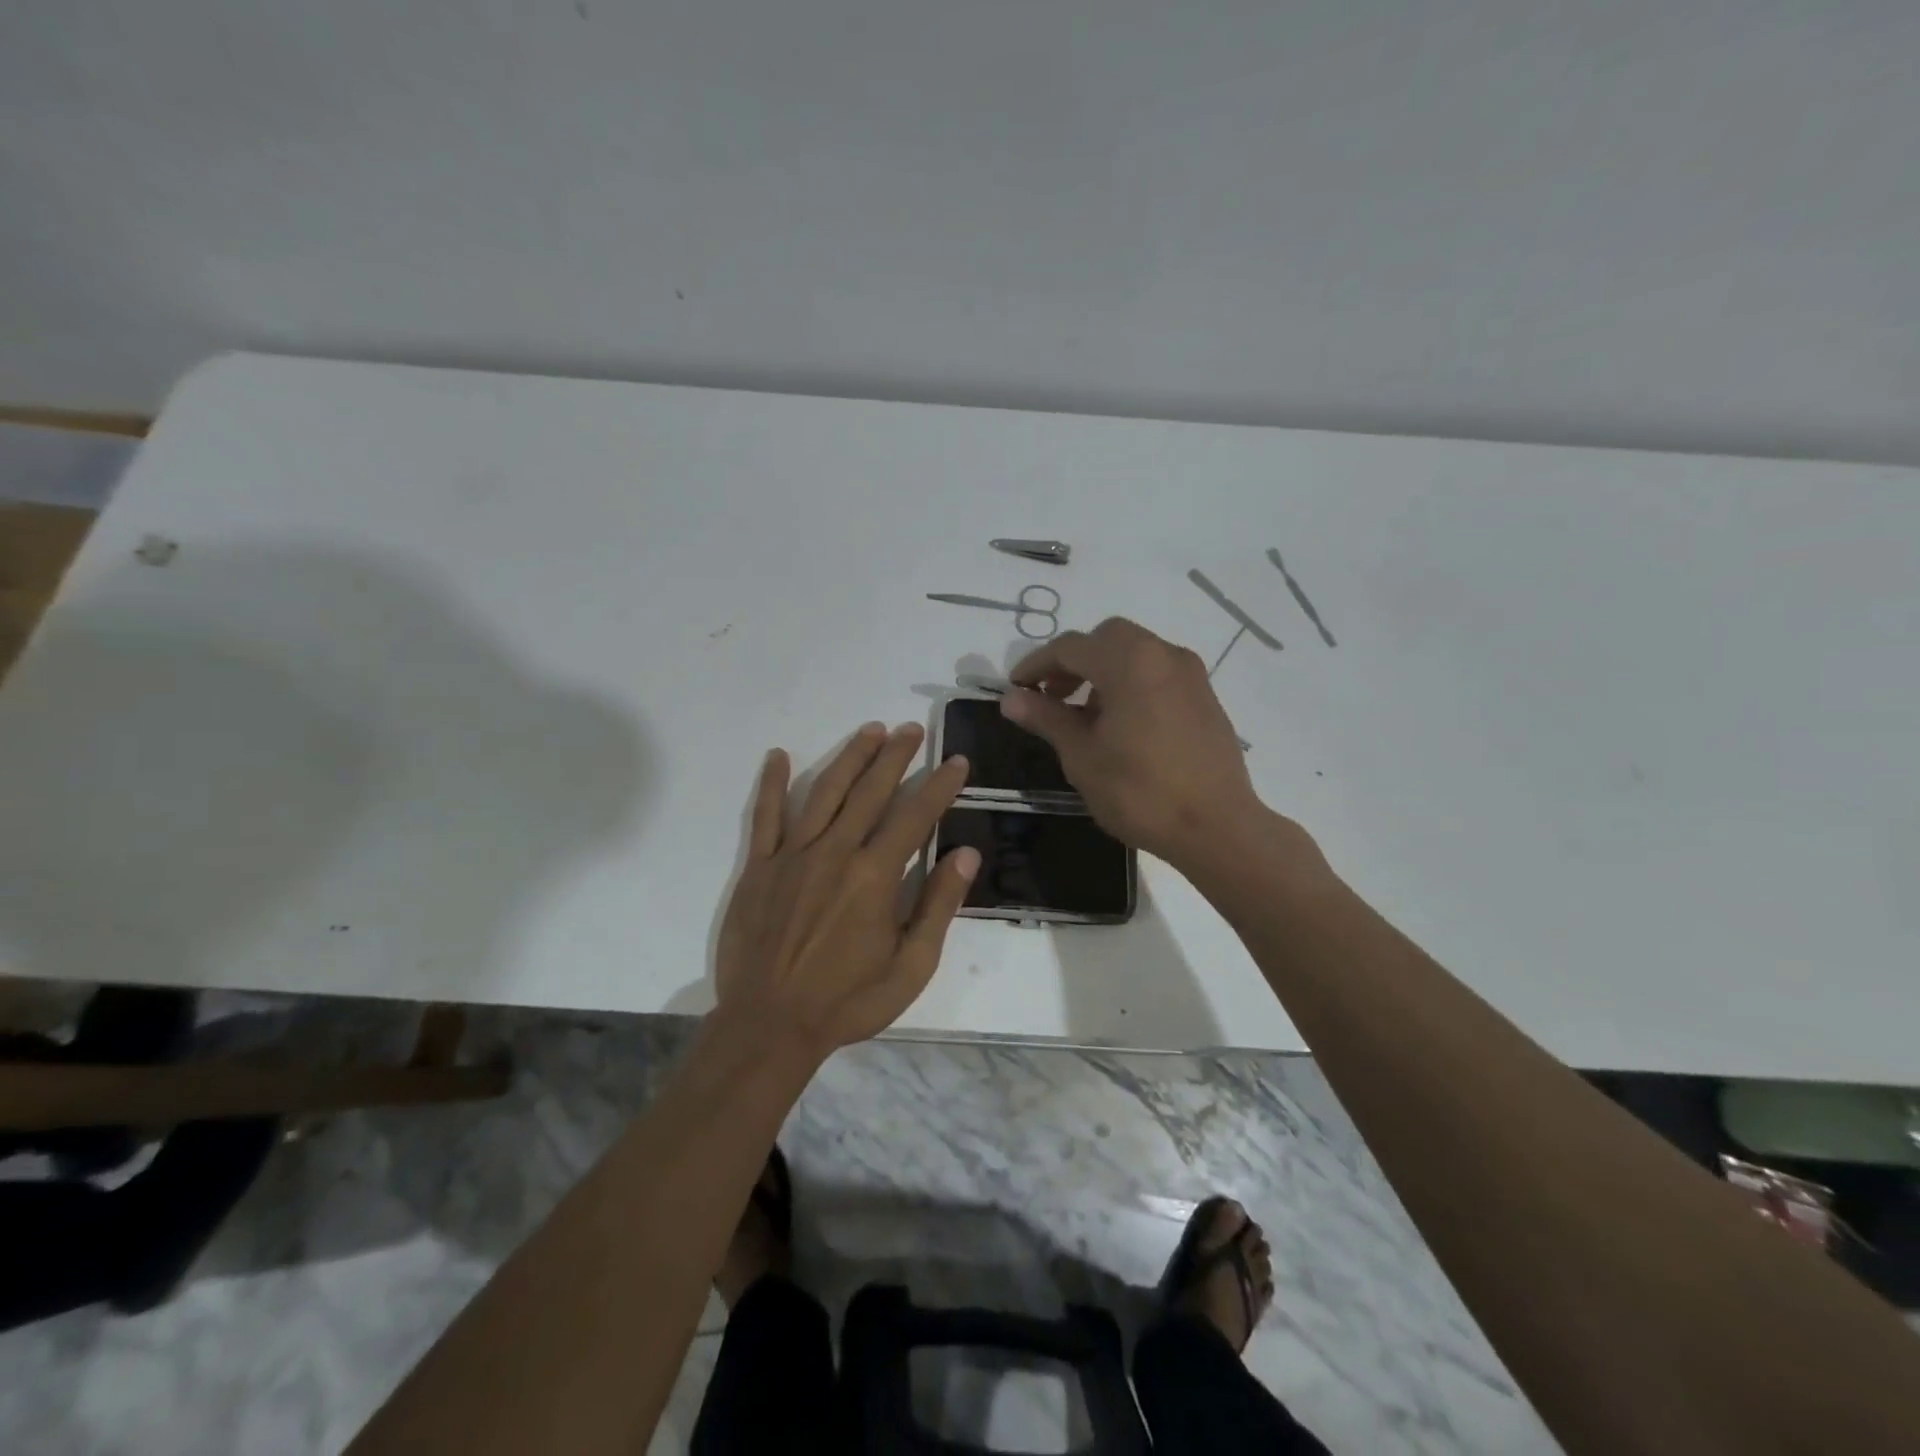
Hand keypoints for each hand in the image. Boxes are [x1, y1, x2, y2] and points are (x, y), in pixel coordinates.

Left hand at [713, 721, 977, 1057]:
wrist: (769, 1026)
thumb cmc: (848, 1001)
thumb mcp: (911, 966)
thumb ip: (938, 905)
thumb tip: (965, 853)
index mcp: (875, 875)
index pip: (915, 816)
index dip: (939, 786)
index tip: (956, 762)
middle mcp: (835, 852)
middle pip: (870, 790)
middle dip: (895, 756)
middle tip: (911, 729)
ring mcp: (792, 855)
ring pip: (825, 791)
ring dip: (850, 757)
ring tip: (870, 730)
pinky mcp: (760, 867)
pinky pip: (765, 816)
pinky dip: (771, 783)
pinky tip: (778, 755)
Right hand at [1002, 617, 1272, 869]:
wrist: (1217, 827)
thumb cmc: (1140, 792)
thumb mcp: (1082, 756)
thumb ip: (1046, 718)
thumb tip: (1011, 698)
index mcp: (1129, 661)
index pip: (1070, 647)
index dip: (1036, 665)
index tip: (1016, 689)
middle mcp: (1163, 654)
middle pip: (1107, 639)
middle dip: (1073, 661)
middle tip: (1053, 696)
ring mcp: (1190, 674)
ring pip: (1135, 652)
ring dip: (1103, 671)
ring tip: (1086, 715)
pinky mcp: (1206, 696)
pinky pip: (1158, 672)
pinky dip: (1132, 682)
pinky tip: (1123, 724)